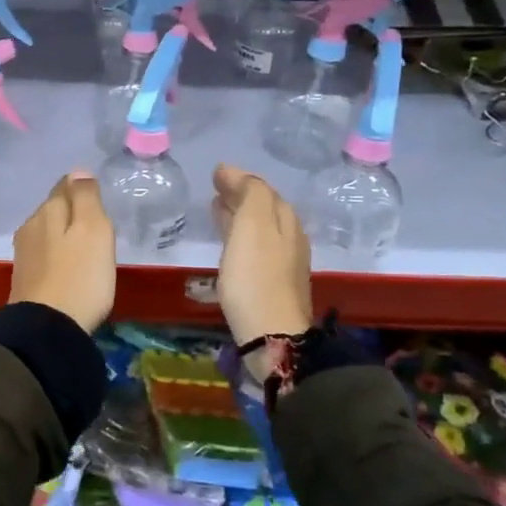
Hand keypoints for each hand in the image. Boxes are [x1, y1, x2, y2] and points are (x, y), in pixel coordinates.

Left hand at [10, 172, 116, 331]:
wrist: (47, 328)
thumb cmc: (80, 276)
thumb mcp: (94, 230)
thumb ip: (86, 198)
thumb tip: (78, 171)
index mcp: (48, 210)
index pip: (65, 185)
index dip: (82, 189)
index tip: (97, 199)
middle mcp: (31, 225)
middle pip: (54, 209)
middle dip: (72, 212)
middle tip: (96, 226)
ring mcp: (24, 253)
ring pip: (48, 232)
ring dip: (63, 236)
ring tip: (84, 249)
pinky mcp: (24, 278)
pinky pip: (45, 255)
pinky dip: (57, 256)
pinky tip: (68, 269)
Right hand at [211, 164, 313, 359]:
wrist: (271, 334)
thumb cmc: (255, 275)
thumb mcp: (253, 224)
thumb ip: (248, 193)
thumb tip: (231, 171)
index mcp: (285, 219)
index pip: (262, 189)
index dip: (239, 179)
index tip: (216, 173)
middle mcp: (290, 237)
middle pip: (263, 208)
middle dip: (240, 196)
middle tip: (215, 189)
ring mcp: (283, 263)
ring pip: (258, 228)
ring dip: (238, 216)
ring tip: (216, 211)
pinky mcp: (272, 284)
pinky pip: (254, 248)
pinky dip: (239, 237)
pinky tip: (227, 244)